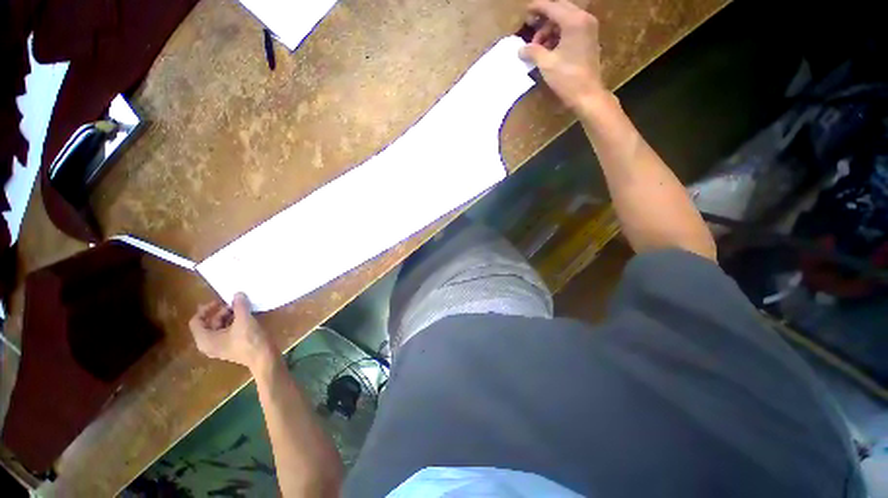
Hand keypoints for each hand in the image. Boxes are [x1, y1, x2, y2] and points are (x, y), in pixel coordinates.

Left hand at [188, 292, 276, 370]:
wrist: (264, 357)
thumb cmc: (250, 340)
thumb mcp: (244, 320)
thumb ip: (239, 306)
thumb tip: (237, 294)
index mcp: (205, 339)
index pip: (196, 321)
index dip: (207, 309)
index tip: (222, 301)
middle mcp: (209, 344)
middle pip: (209, 323)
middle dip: (221, 312)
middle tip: (236, 304)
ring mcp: (221, 347)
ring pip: (220, 327)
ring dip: (230, 316)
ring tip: (243, 309)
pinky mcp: (232, 347)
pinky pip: (228, 332)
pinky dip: (234, 323)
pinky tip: (247, 317)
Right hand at [520, 0, 605, 110]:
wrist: (587, 94)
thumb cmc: (567, 78)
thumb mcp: (546, 64)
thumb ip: (533, 52)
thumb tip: (521, 49)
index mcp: (573, 21)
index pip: (552, 7)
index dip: (537, 8)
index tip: (526, 10)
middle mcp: (584, 19)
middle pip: (560, 10)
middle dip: (544, 19)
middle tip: (531, 28)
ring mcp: (589, 28)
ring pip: (566, 19)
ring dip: (551, 29)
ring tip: (538, 46)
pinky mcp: (589, 39)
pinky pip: (572, 28)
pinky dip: (559, 34)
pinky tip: (549, 48)